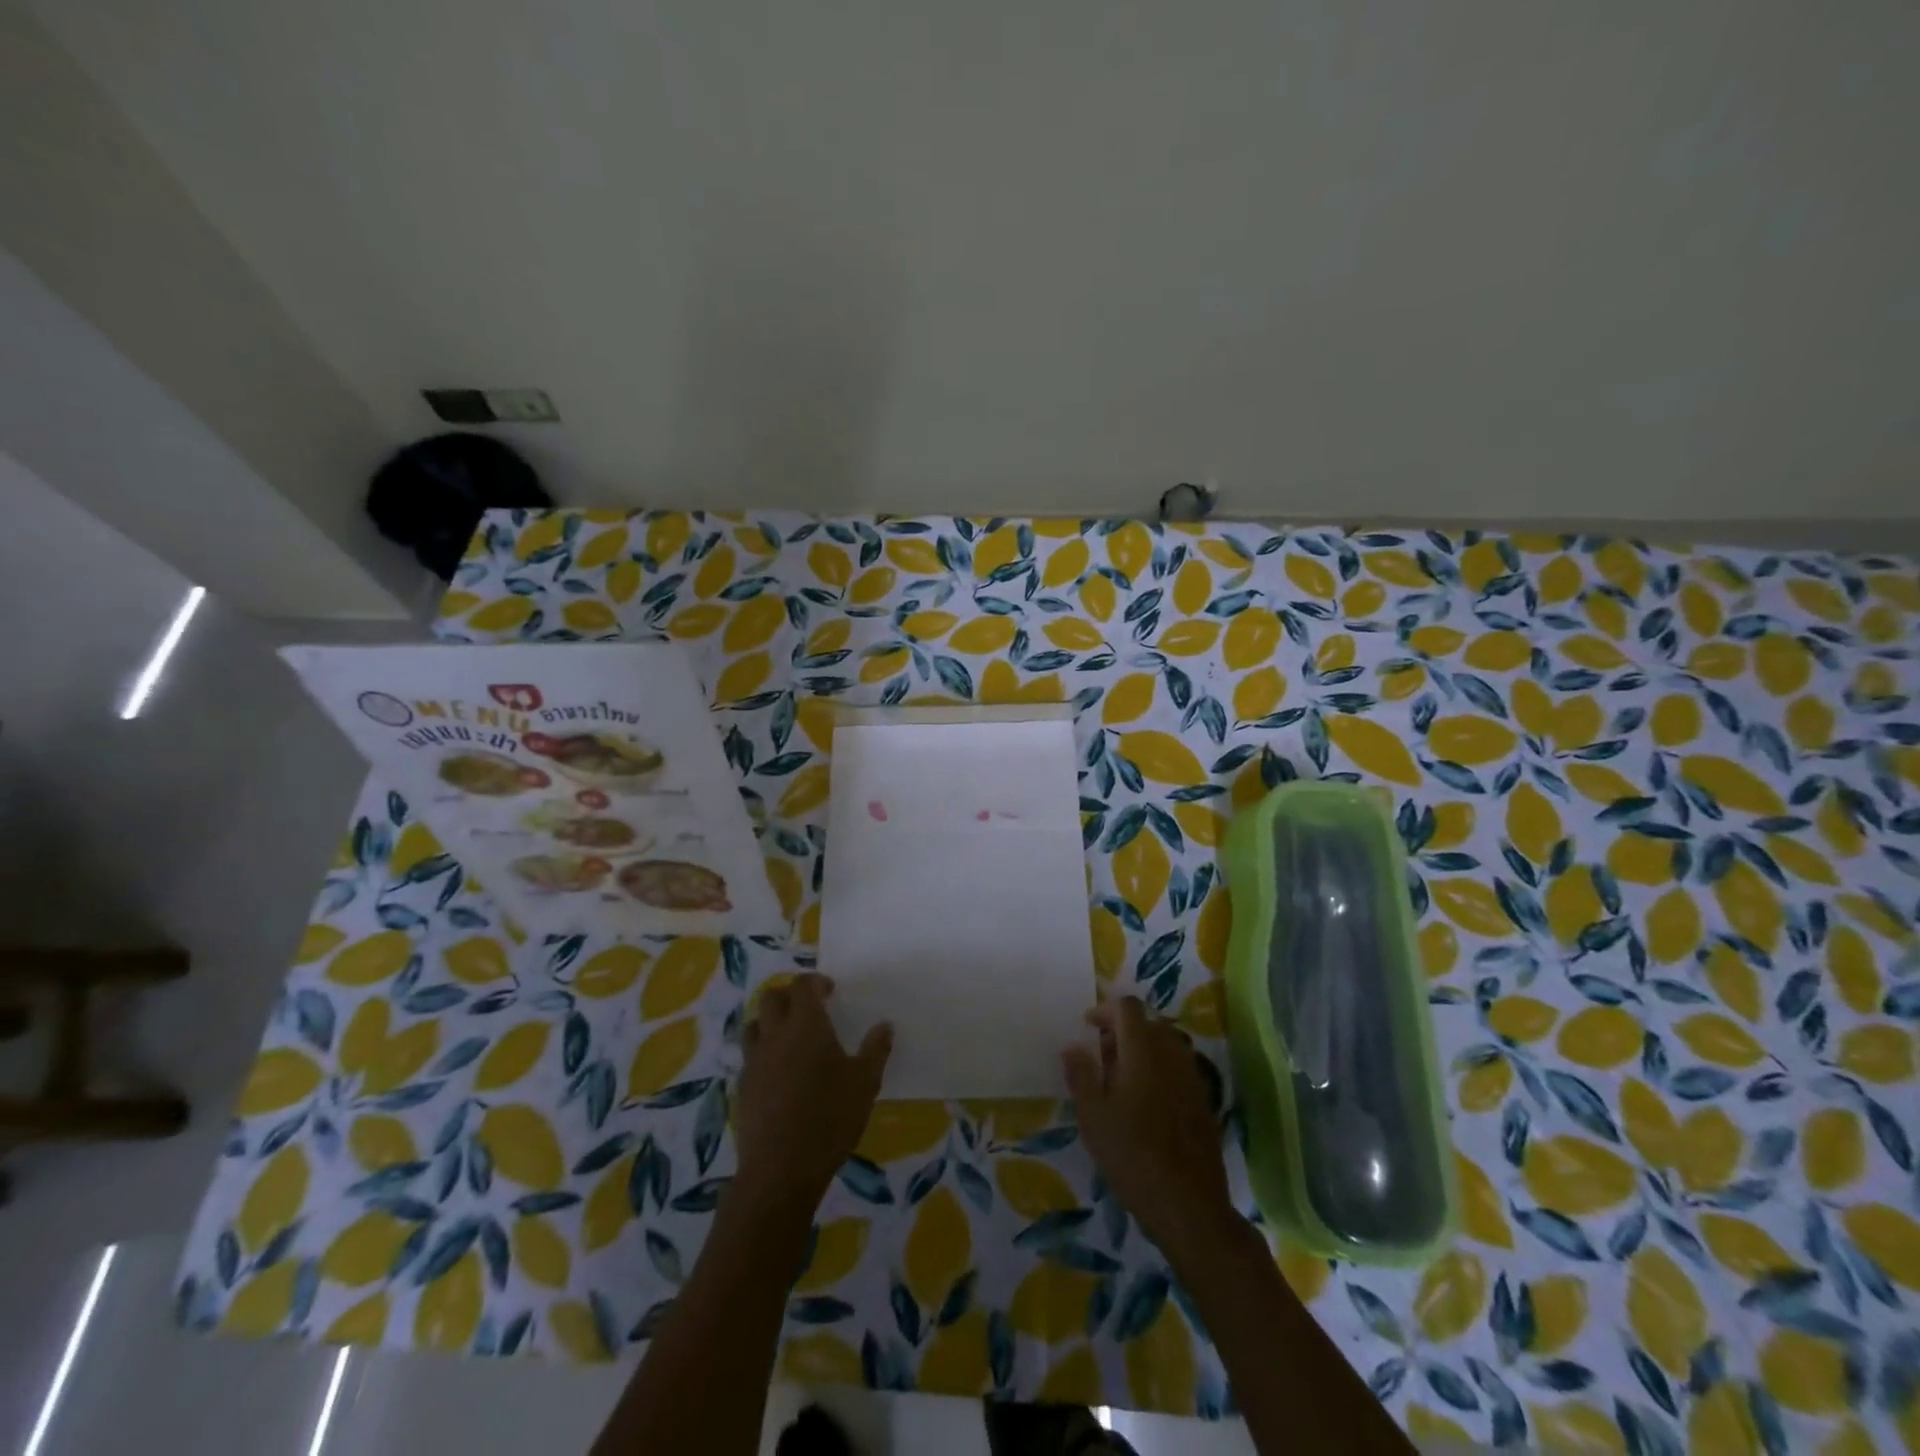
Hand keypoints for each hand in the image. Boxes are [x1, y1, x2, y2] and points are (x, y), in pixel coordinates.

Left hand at [734, 973, 891, 1209]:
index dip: (814, 982)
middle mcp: (775, 1035)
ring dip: (770, 1021)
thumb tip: (885, 1026)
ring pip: (754, 1024)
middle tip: (808, 1008)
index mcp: (806, 1025)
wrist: (780, 1168)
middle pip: (771, 997)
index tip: (829, 991)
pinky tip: (778, 1071)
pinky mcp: (742, 1087)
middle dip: (788, 995)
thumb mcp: (865, 1083)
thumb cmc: (830, 1118)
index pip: (802, 986)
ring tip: (789, 1036)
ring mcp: (754, 1061)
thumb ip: (876, 1050)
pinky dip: (762, 1051)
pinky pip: (749, 1056)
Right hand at [1063, 996, 1236, 1260]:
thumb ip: (1081, 1074)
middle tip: (1101, 1055)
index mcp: (1143, 1050)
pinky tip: (1145, 1102)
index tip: (1088, 1028)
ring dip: (1142, 1049)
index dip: (1105, 1010)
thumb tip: (1072, 1046)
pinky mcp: (1203, 1100)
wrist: (1189, 1205)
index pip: (1127, 1008)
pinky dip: (1159, 1069)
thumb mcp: (1093, 1116)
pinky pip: (1178, 1067)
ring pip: (1165, 1044)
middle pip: (1148, 1022)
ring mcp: (1192, 1076)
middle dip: (1122, 1030)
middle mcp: (1172, 1054)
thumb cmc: (1132, 1155)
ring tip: (1120, 1079)